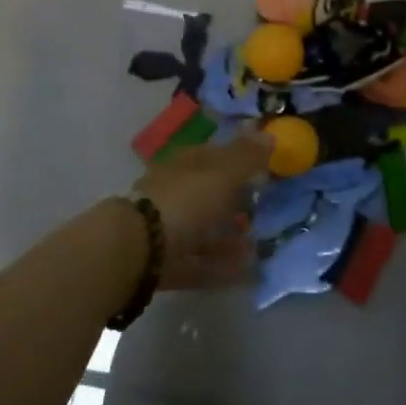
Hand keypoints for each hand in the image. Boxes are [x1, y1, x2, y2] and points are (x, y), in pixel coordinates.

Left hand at [136, 131, 273, 288]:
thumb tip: (268, 133)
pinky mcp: (164, 262)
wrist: (137, 250)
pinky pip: (199, 261)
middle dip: (234, 202)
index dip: (238, 160)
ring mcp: (165, 228)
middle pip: (207, 194)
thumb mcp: (222, 174)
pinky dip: (221, 265)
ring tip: (257, 246)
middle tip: (262, 211)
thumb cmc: (184, 202)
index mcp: (183, 165)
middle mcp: (172, 192)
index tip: (263, 170)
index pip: (213, 155)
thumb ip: (246, 157)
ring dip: (229, 237)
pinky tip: (245, 271)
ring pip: (202, 229)